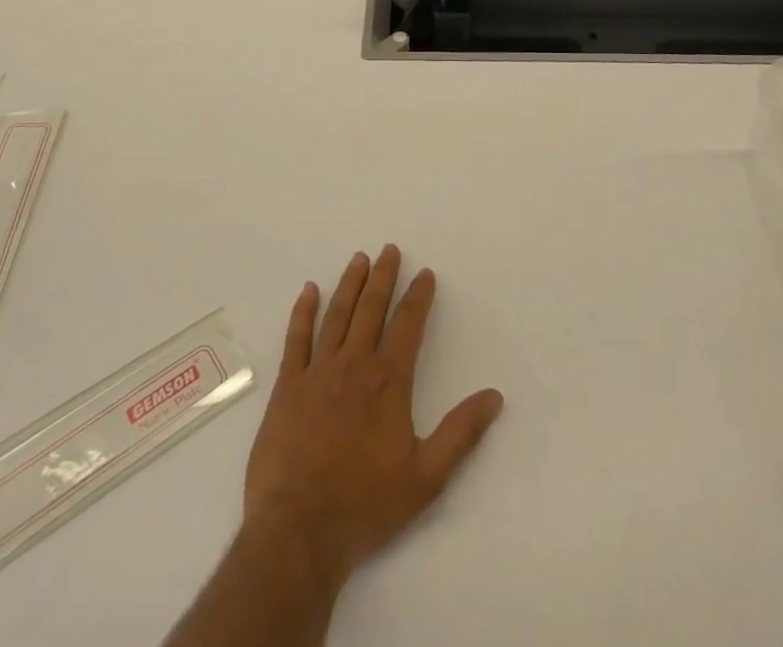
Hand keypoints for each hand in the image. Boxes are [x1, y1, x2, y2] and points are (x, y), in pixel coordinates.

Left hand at [242, 246, 503, 588]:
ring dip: (350, 284)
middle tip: (389, 250)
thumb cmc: (365, 505)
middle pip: (371, 308)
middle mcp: (355, 364)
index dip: (419, 296)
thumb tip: (494, 396)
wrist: (298, 531)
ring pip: (337, 315)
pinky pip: (297, 338)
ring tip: (359, 259)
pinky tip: (309, 290)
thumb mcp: (426, 477)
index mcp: (389, 381)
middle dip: (383, 277)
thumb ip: (461, 433)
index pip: (408, 324)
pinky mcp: (288, 387)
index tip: (425, 274)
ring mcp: (318, 372)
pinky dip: (303, 311)